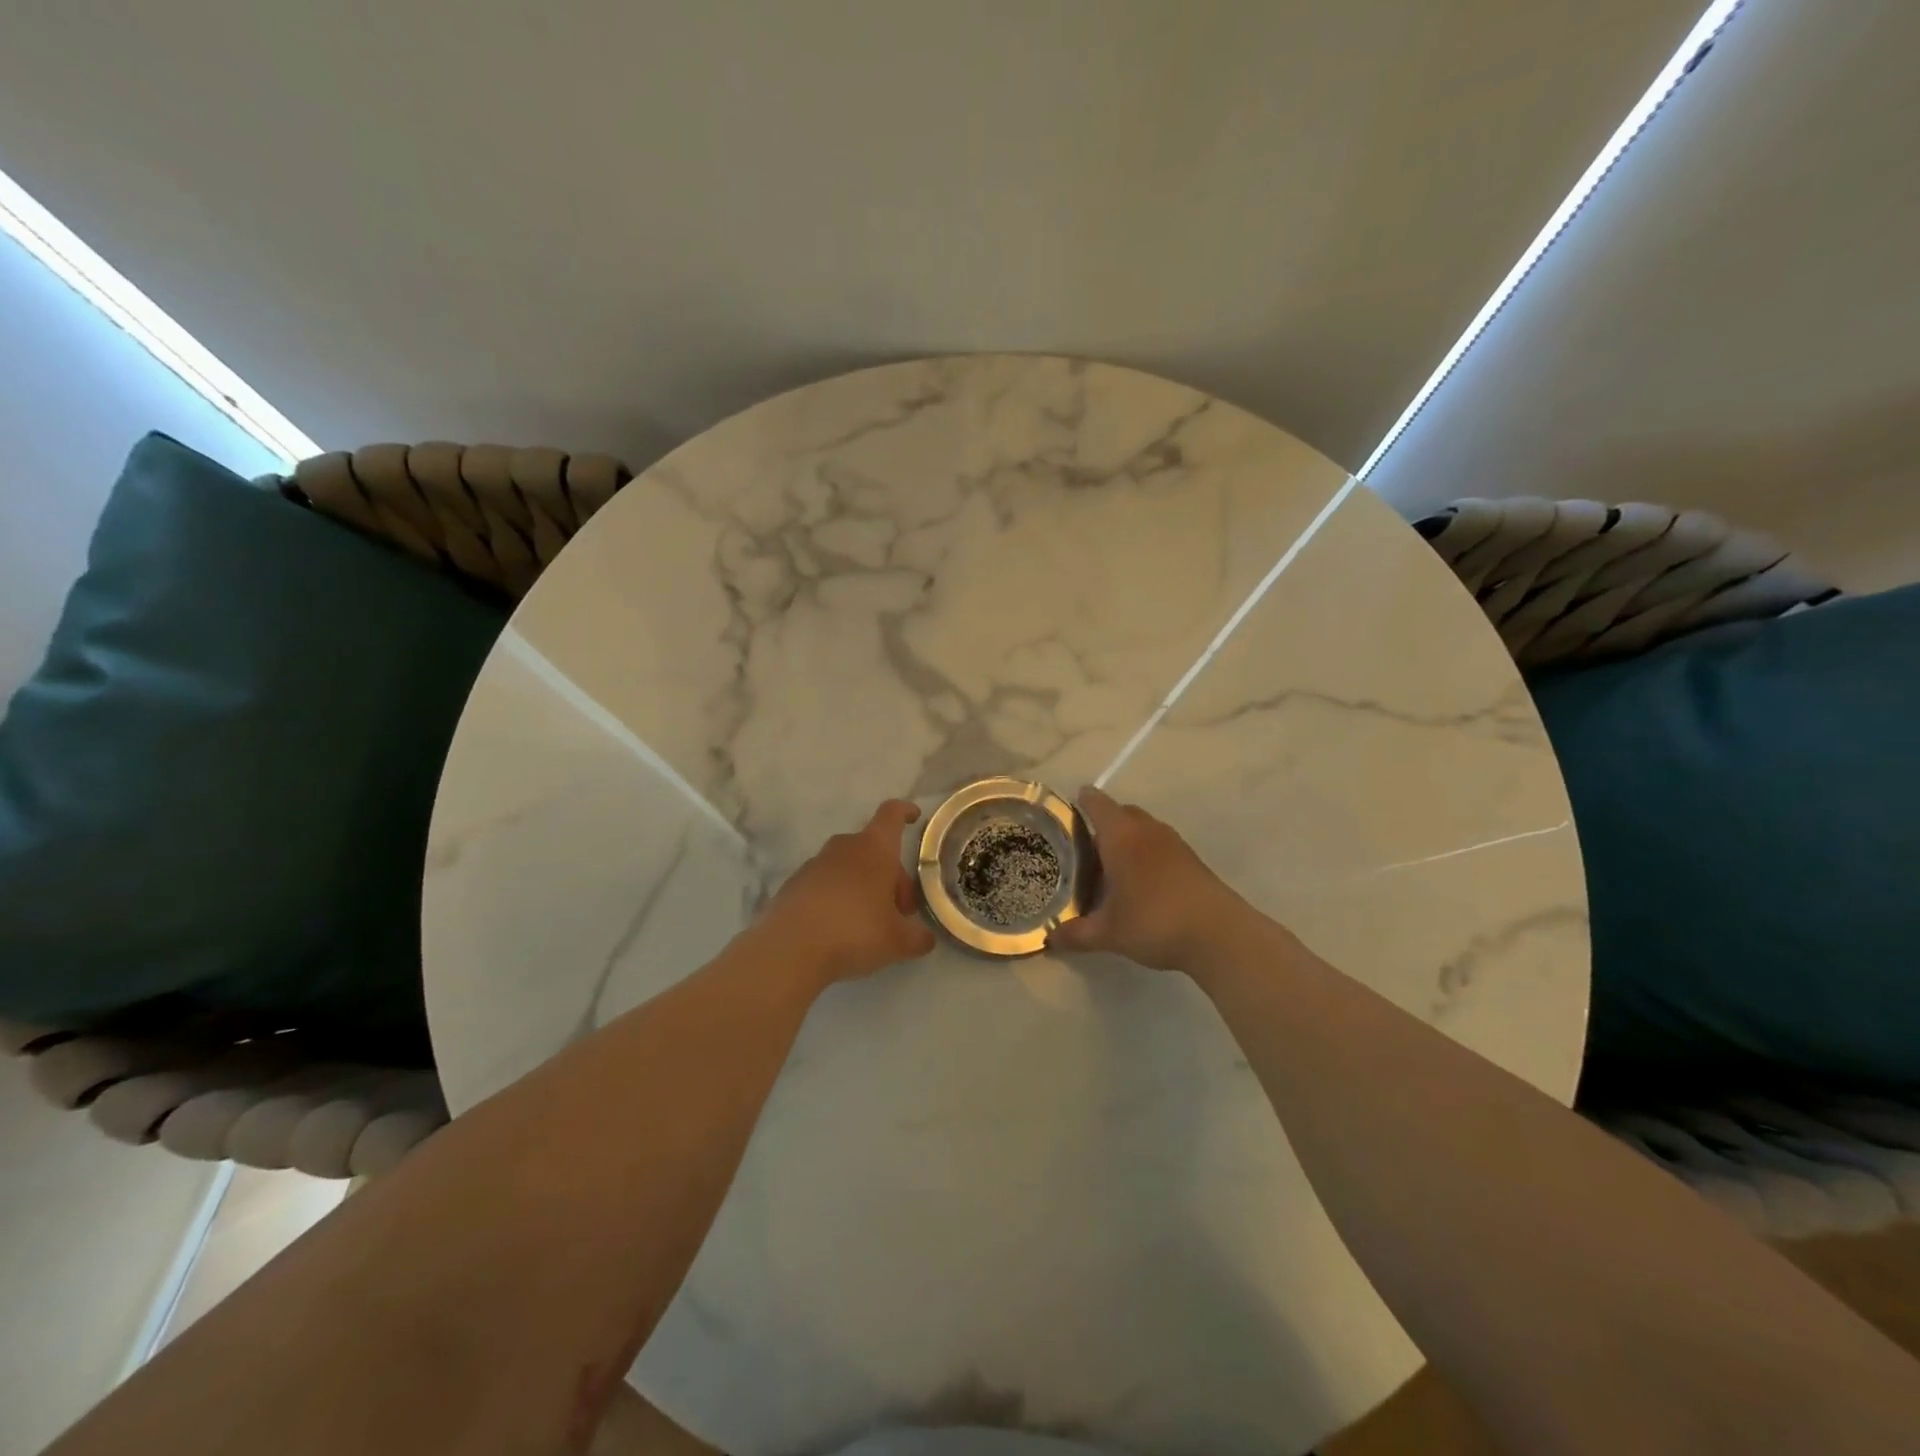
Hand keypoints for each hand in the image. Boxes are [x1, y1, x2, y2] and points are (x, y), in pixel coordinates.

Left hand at [756, 799, 937, 986]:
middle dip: (890, 875)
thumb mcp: (897, 941)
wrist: (789, 949)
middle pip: (874, 849)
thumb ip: (917, 937)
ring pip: (849, 867)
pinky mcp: (794, 884)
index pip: (892, 814)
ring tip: (869, 923)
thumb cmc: (855, 931)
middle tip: (899, 911)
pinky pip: (825, 884)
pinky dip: (837, 898)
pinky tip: (838, 930)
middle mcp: (845, 847)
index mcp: (875, 849)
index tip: (914, 817)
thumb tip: (925, 938)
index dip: (905, 812)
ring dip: (863, 886)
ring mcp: (815, 864)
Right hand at [1047, 786, 1243, 970]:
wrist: (1219, 934)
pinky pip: (1160, 844)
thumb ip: (1076, 934)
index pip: (1097, 804)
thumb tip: (1049, 940)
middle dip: (1104, 822)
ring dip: (1128, 838)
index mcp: (1121, 836)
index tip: (1070, 807)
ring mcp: (1173, 843)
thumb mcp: (1109, 933)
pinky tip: (1142, 883)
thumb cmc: (1155, 922)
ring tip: (1112, 866)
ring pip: (1144, 828)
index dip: (1082, 801)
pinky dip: (1147, 853)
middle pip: (1122, 812)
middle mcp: (1146, 830)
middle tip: (1086, 847)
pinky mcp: (1192, 859)